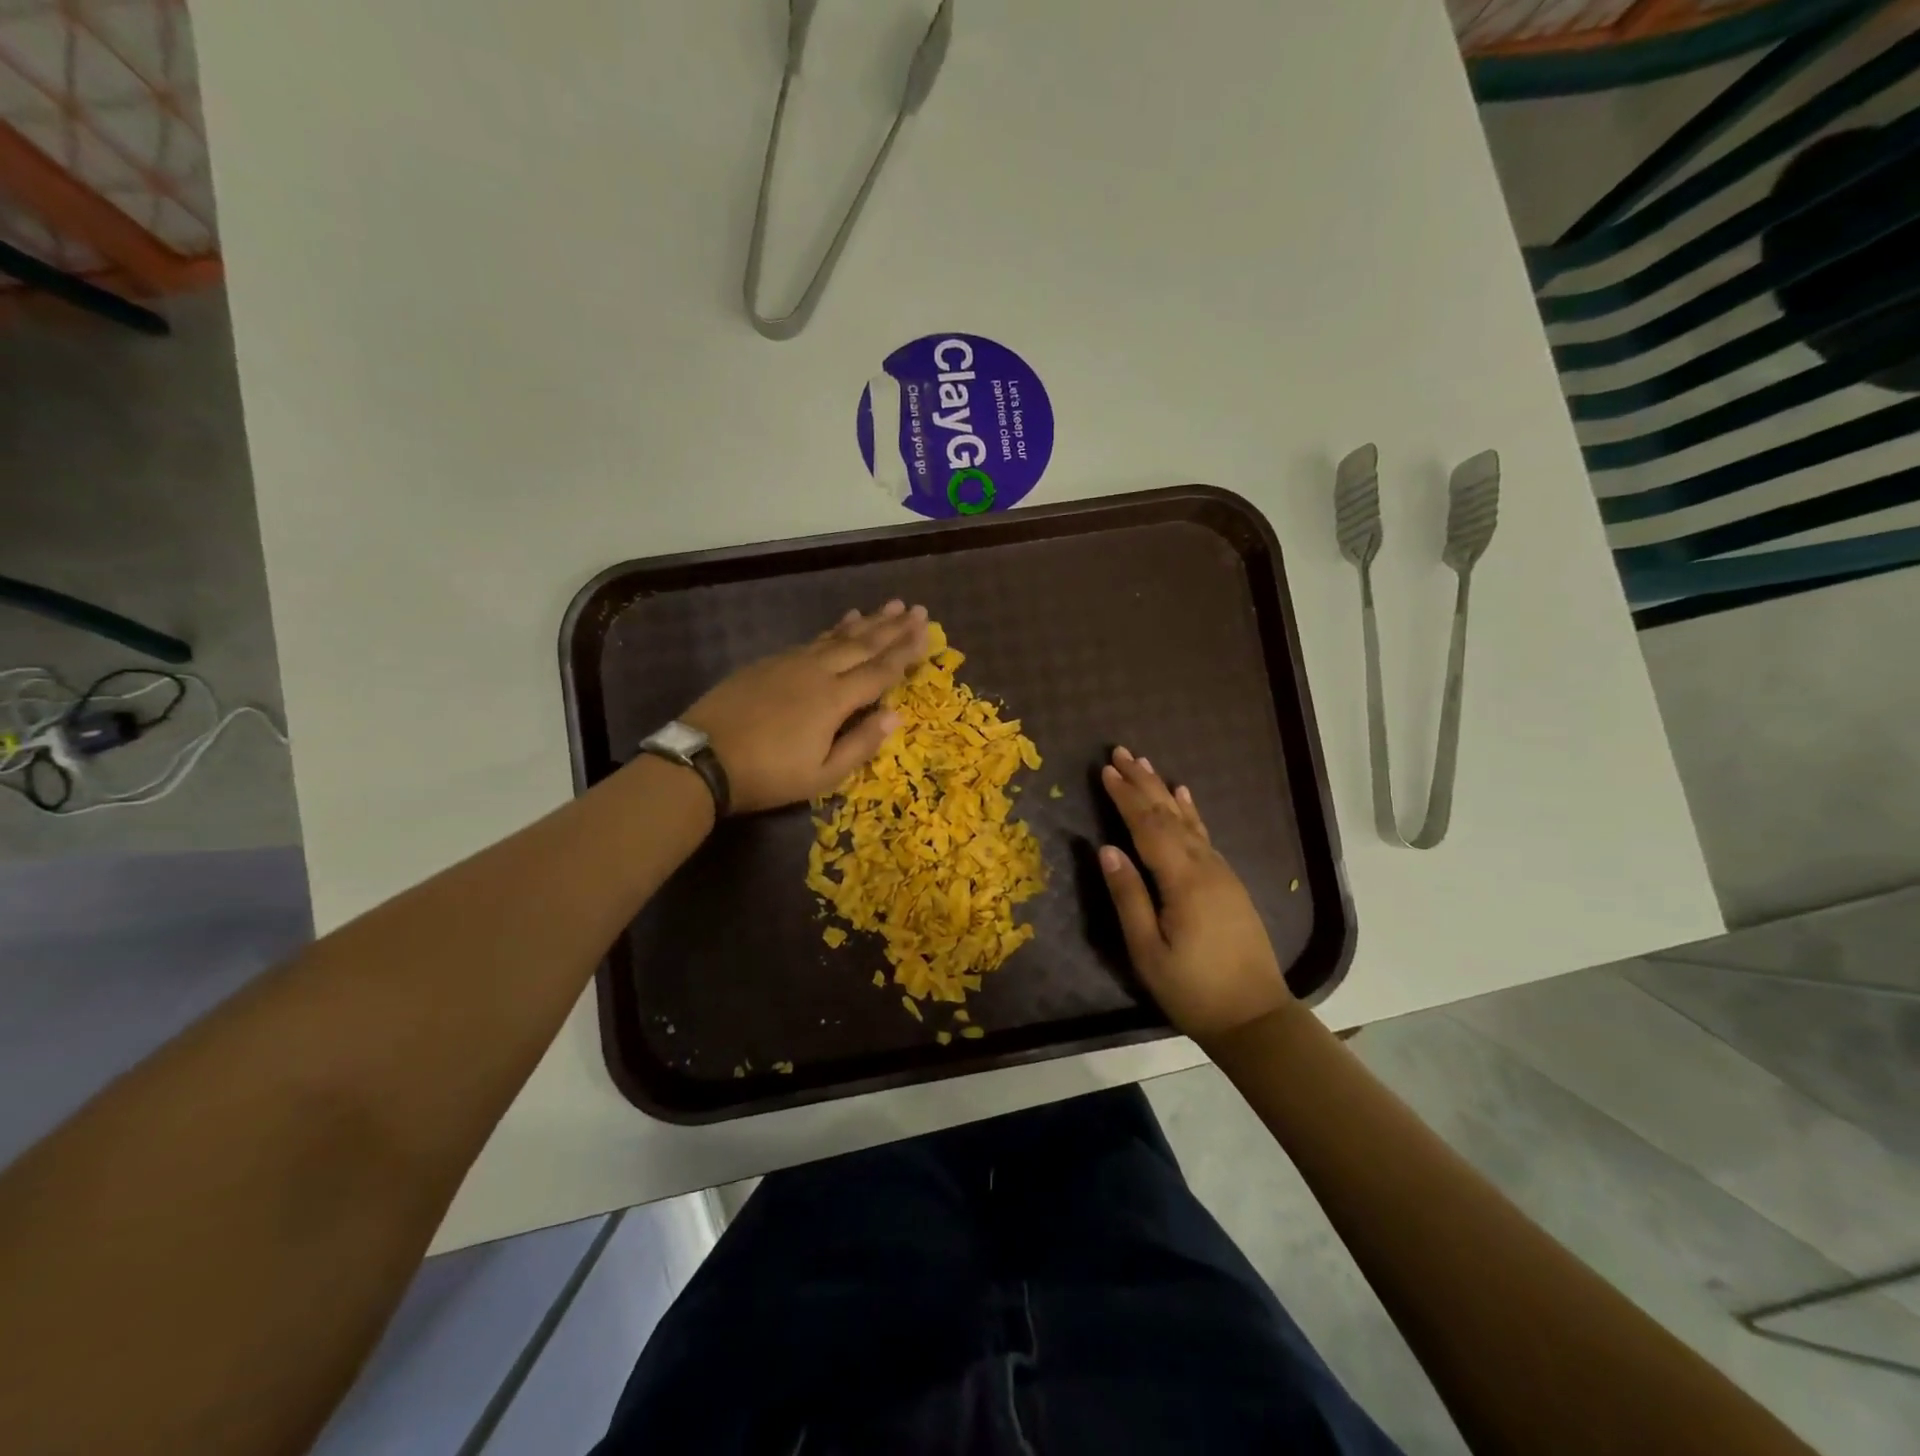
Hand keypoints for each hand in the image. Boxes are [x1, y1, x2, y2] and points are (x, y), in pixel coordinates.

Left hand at [680, 602, 929, 813]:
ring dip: (866, 622)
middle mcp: (817, 672)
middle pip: (862, 645)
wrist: (703, 759)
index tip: (926, 632)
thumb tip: (896, 716)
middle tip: (916, 609)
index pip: (880, 671)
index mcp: (834, 700)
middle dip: (892, 627)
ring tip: (887, 607)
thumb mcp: (821, 775)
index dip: (906, 652)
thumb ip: (860, 744)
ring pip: (837, 637)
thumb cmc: (768, 775)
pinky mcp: (768, 662)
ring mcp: (790, 663)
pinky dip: (833, 630)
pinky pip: (812, 640)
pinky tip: (842, 624)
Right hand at [1097, 747, 1295, 1041]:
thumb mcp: (1147, 951)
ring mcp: (1221, 873)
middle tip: (1121, 752)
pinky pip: (1204, 835)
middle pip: (1169, 815)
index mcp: (1182, 881)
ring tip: (1146, 764)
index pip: (1147, 827)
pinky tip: (1184, 797)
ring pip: (1188, 821)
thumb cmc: (1193, 989)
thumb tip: (1106, 849)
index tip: (1105, 770)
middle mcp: (1205, 867)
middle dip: (1143, 782)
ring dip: (1164, 791)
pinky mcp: (1229, 883)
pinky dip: (1190, 812)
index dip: (1125, 797)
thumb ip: (1128, 896)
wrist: (1255, 1016)